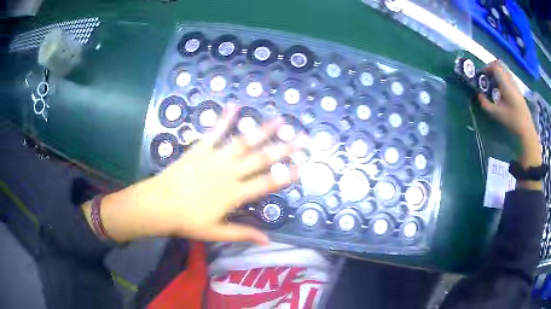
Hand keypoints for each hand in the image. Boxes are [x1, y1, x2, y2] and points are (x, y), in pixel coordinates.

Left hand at [84, 106, 306, 244]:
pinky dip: (225, 118)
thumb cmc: (187, 221)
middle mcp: (230, 172)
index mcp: (235, 194)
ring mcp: (216, 157)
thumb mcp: (216, 233)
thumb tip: (268, 241)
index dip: (285, 175)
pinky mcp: (201, 148)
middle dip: (284, 148)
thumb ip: (243, 234)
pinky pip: (215, 131)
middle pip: (262, 159)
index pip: (266, 183)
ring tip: (278, 119)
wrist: (159, 204)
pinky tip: (235, 105)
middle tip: (302, 138)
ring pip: (244, 141)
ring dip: (262, 130)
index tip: (301, 166)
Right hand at [477, 60, 541, 188]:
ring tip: (493, 85)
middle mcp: (510, 80)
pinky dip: (503, 80)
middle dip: (491, 70)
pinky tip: (502, 92)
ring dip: (497, 75)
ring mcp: (515, 85)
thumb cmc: (512, 120)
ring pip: (504, 72)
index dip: (486, 68)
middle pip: (499, 66)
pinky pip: (508, 79)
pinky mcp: (518, 90)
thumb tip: (478, 95)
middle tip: (487, 79)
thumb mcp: (497, 114)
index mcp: (505, 83)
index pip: (494, 67)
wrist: (526, 129)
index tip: (482, 75)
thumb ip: (486, 104)